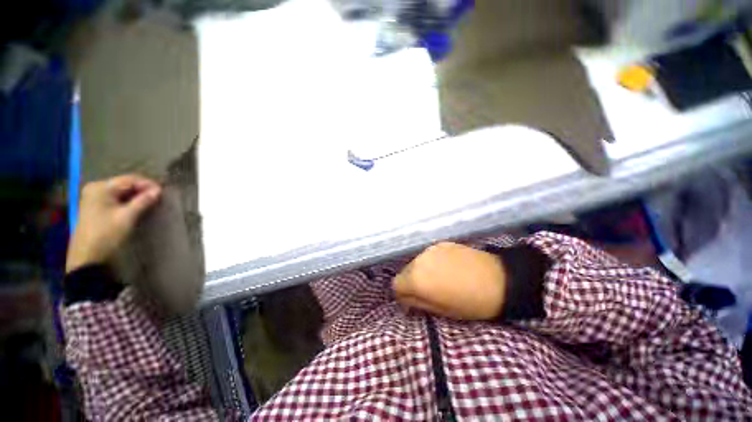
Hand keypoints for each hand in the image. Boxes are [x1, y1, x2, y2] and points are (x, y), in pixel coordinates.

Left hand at [66, 174, 161, 272]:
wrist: (88, 257)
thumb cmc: (107, 234)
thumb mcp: (127, 217)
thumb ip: (143, 201)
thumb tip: (158, 190)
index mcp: (101, 188)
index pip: (129, 179)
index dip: (148, 184)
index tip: (163, 192)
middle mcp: (96, 189)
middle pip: (125, 185)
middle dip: (142, 190)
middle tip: (159, 198)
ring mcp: (95, 198)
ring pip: (122, 193)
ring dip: (137, 197)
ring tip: (152, 202)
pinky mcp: (96, 208)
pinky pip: (116, 200)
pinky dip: (129, 202)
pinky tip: (139, 207)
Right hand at [393, 242, 507, 319]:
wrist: (499, 280)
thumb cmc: (470, 303)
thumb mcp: (441, 311)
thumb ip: (416, 303)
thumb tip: (404, 299)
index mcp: (416, 279)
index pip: (395, 284)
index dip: (403, 294)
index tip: (414, 300)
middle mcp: (418, 260)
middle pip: (405, 272)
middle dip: (411, 281)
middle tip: (429, 290)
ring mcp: (430, 249)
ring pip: (416, 262)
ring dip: (422, 271)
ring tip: (440, 278)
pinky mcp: (441, 243)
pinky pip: (428, 255)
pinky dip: (431, 262)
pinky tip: (447, 267)